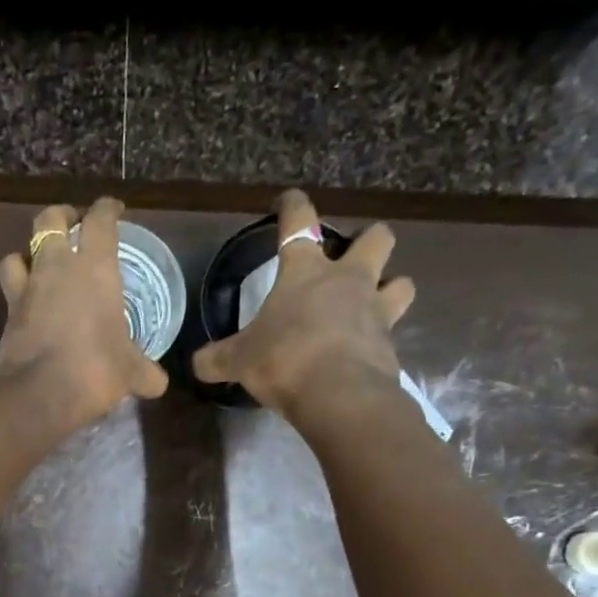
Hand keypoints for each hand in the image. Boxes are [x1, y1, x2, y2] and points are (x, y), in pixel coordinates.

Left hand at [0, 198, 168, 433]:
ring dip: (28, 255)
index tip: (113, 210)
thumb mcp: (131, 373)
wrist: (38, 394)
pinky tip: (28, 307)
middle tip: (71, 226)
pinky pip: (9, 293)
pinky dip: (17, 294)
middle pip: (49, 221)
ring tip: (39, 267)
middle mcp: (55, 268)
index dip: (107, 210)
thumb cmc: (95, 369)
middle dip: (61, 217)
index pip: (100, 220)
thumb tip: (157, 383)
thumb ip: (145, 372)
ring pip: (17, 254)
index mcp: (94, 267)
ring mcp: (25, 290)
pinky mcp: (6, 317)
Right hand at [192, 189, 414, 418]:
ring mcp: (376, 310)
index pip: (299, 223)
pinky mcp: (390, 344)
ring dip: (389, 287)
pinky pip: (391, 332)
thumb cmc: (284, 359)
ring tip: (372, 304)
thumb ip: (217, 359)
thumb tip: (197, 364)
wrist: (339, 395)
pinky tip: (362, 352)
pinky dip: (378, 339)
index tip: (288, 201)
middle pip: (376, 238)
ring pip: (400, 282)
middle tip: (350, 260)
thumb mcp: (238, 360)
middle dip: (367, 241)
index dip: (293, 206)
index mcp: (305, 272)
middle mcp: (348, 280)